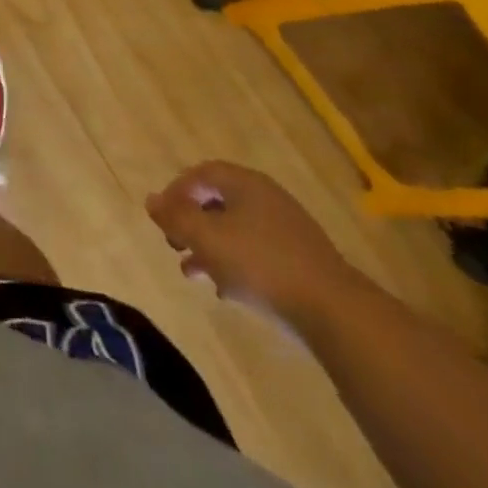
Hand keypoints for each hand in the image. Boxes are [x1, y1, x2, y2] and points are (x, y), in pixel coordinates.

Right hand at [145, 161, 367, 331]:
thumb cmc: (262, 264)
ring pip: (235, 231)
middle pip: (217, 202)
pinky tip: (226, 291)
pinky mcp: (301, 262)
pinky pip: (257, 253)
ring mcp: (288, 231)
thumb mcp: (206, 238)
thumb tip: (151, 201)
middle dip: (191, 224)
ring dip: (209, 248)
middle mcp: (267, 199)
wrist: (336, 313)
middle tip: (174, 245)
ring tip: (192, 273)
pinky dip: (235, 265)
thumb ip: (175, 217)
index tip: (163, 219)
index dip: (176, 192)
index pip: (201, 174)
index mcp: (245, 184)